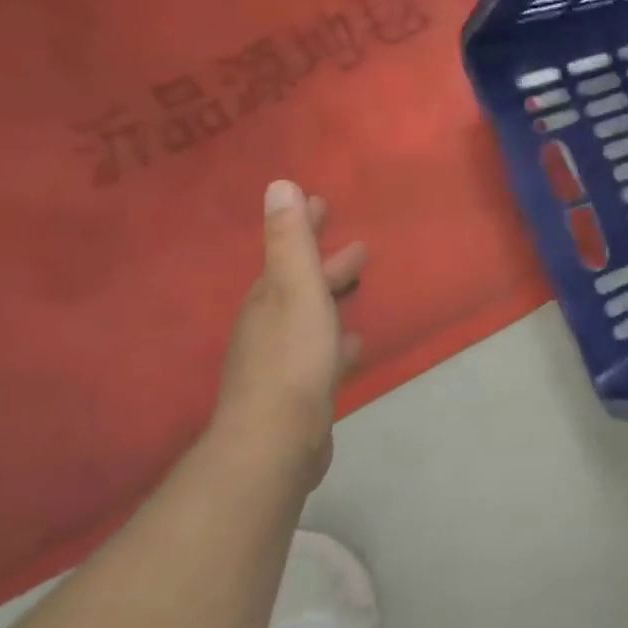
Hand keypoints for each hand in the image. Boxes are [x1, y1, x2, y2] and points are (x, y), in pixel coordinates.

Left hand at [212, 179, 366, 489]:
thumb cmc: (292, 357)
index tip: (322, 203)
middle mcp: (270, 326)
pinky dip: (336, 340)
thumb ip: (290, 241)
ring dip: (332, 299)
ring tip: (358, 288)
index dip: (305, 227)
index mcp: (269, 299)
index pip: (288, 252)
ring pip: (312, 318)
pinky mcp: (299, 391)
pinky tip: (354, 344)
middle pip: (300, 285)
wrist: (276, 441)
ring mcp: (283, 361)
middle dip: (325, 263)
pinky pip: (321, 352)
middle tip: (358, 247)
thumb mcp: (295, 290)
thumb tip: (279, 185)